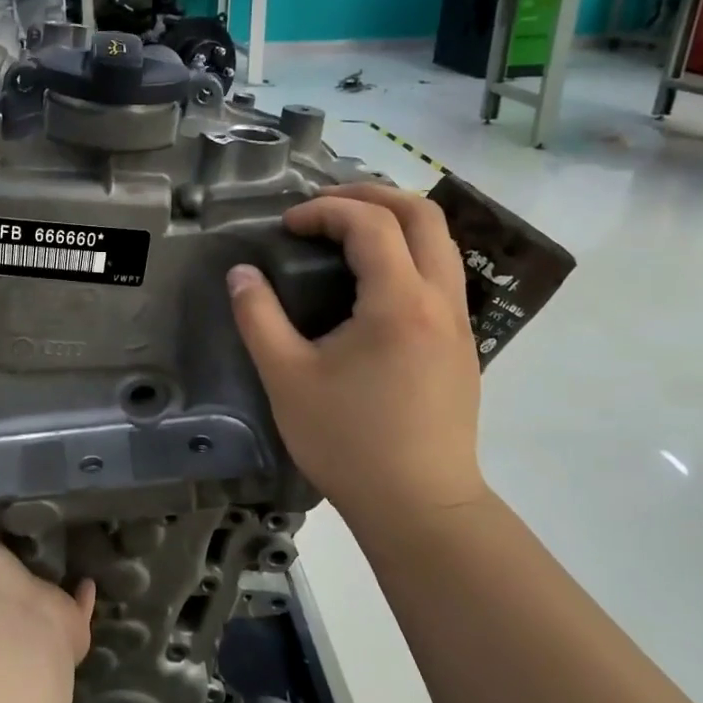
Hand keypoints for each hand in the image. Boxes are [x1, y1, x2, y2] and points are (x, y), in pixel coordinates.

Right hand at [227, 185, 486, 526]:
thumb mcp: (287, 378)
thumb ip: (259, 318)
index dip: (324, 210)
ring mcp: (458, 322)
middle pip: (422, 214)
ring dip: (395, 221)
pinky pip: (443, 273)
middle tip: (324, 206)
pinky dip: (409, 252)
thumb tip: (241, 274)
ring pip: (441, 242)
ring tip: (348, 232)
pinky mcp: (462, 345)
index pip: (370, 224)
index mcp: (399, 302)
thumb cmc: (349, 442)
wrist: (420, 507)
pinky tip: (373, 281)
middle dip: (370, 196)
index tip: (287, 226)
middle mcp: (439, 300)